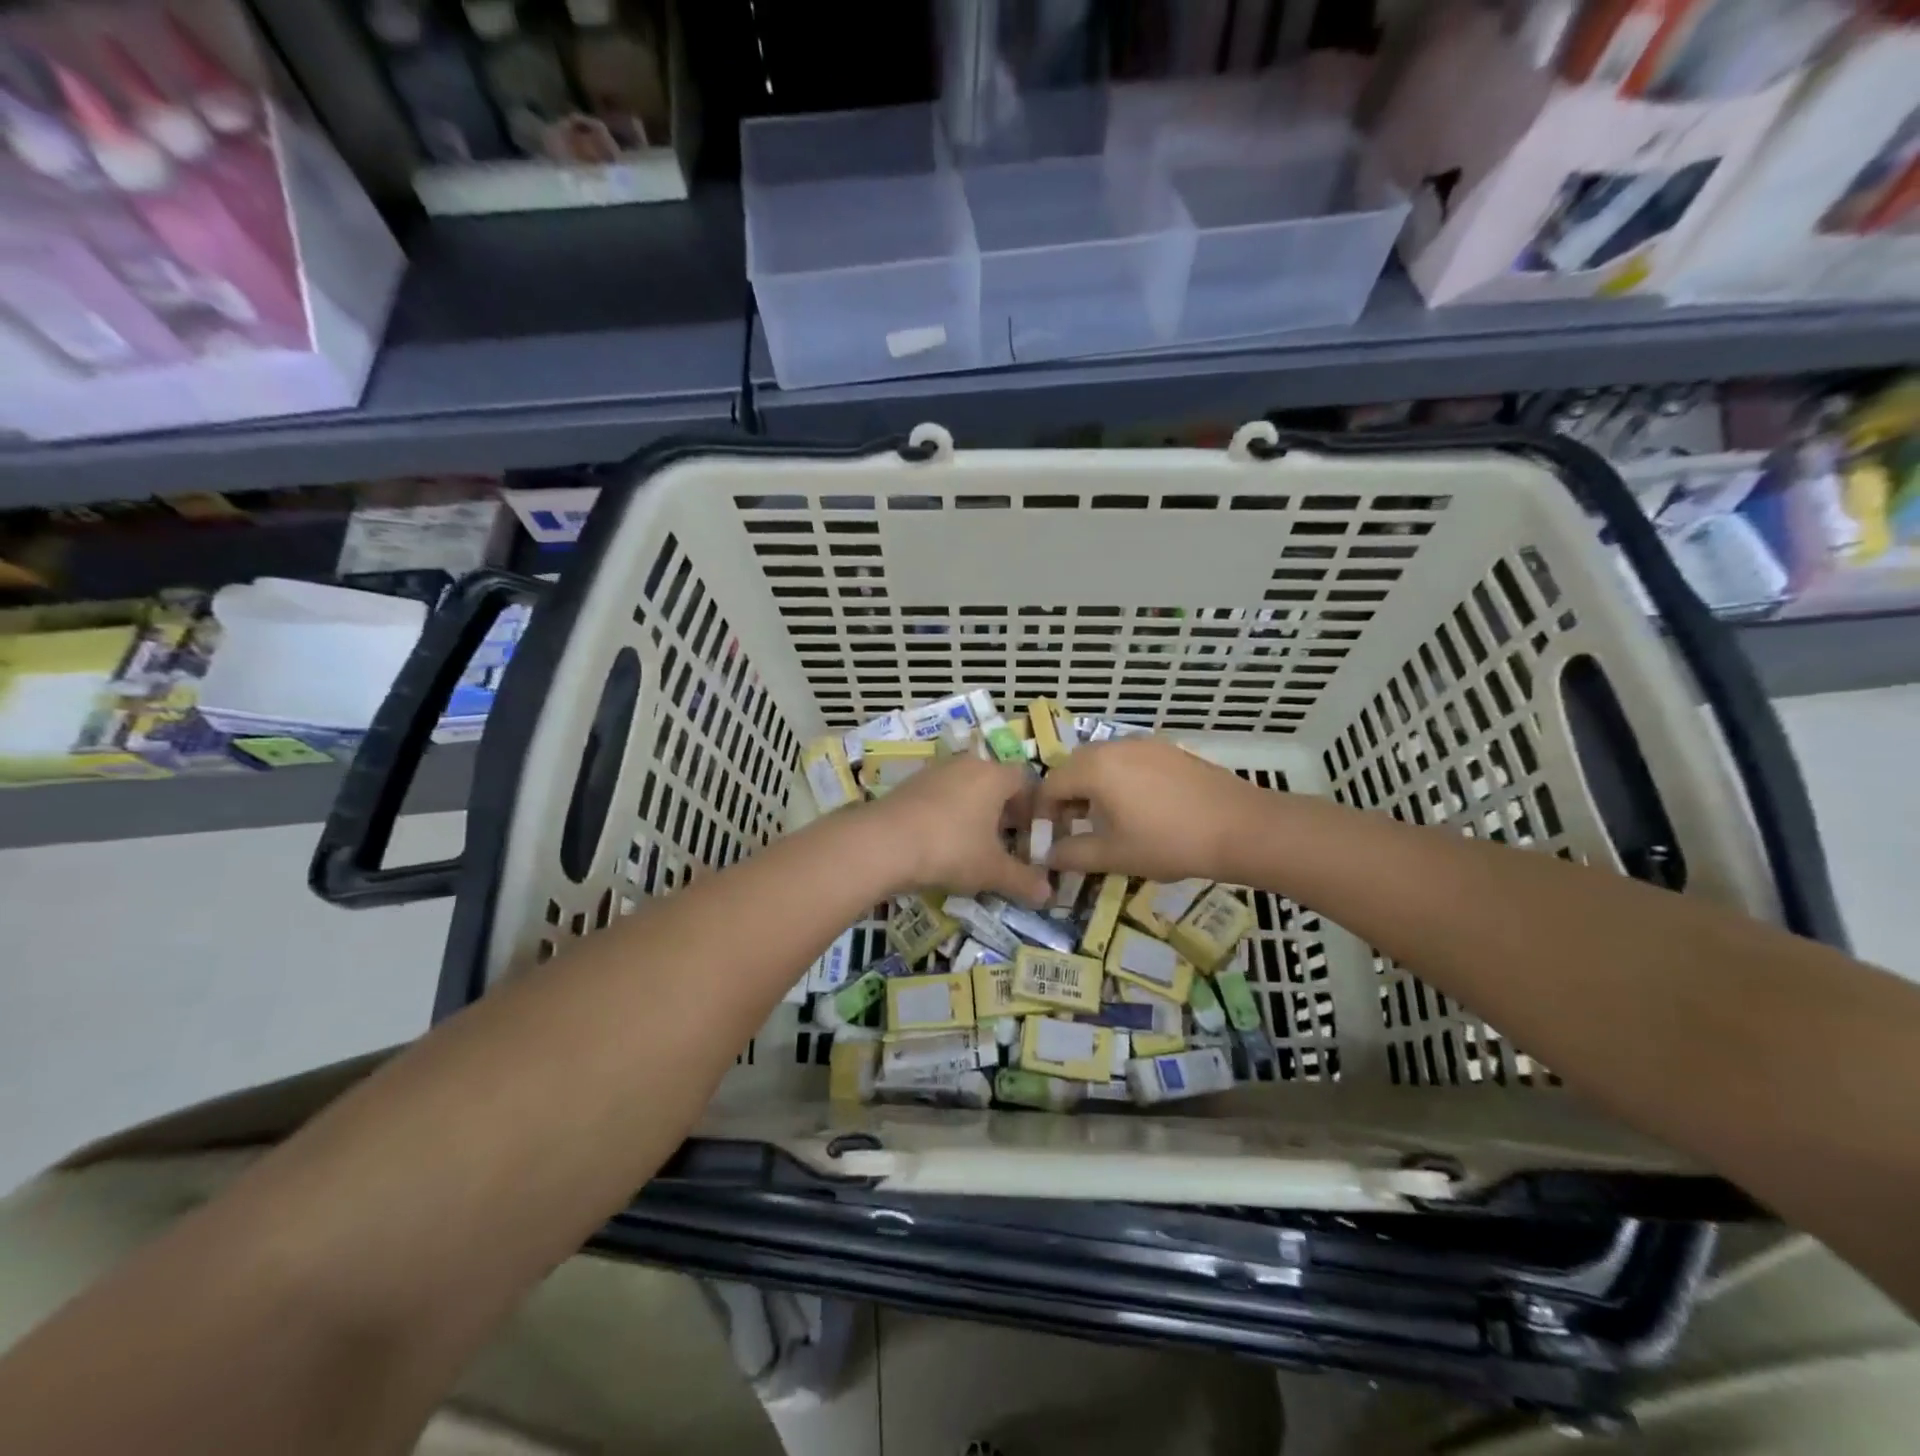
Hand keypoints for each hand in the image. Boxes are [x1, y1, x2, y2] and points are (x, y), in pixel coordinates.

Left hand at [862, 755, 1050, 906]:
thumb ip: (1023, 880)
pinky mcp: (909, 785)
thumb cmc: (950, 849)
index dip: (1034, 808)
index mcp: (994, 776)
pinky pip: (940, 796)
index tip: (1033, 836)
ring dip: (974, 813)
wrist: (882, 843)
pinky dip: (948, 815)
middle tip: (1007, 844)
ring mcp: (934, 772)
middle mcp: (966, 764)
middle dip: (1004, 812)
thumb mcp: (992, 870)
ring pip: (965, 788)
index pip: (1026, 781)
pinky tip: (941, 842)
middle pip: (995, 782)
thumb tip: (1049, 894)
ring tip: (974, 846)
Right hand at [1036, 738, 1260, 883]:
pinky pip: (1129, 761)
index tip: (1050, 839)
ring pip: (1103, 763)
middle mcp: (1114, 746)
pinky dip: (1121, 780)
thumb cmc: (1168, 842)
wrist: (1240, 827)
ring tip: (1108, 821)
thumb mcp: (1114, 855)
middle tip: (1076, 829)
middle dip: (1067, 799)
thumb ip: (1072, 854)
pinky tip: (1140, 809)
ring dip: (1094, 789)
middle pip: (1074, 768)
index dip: (1043, 814)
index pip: (1050, 785)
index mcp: (1094, 767)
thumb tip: (1048, 855)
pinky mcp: (1169, 750)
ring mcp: (1145, 743)